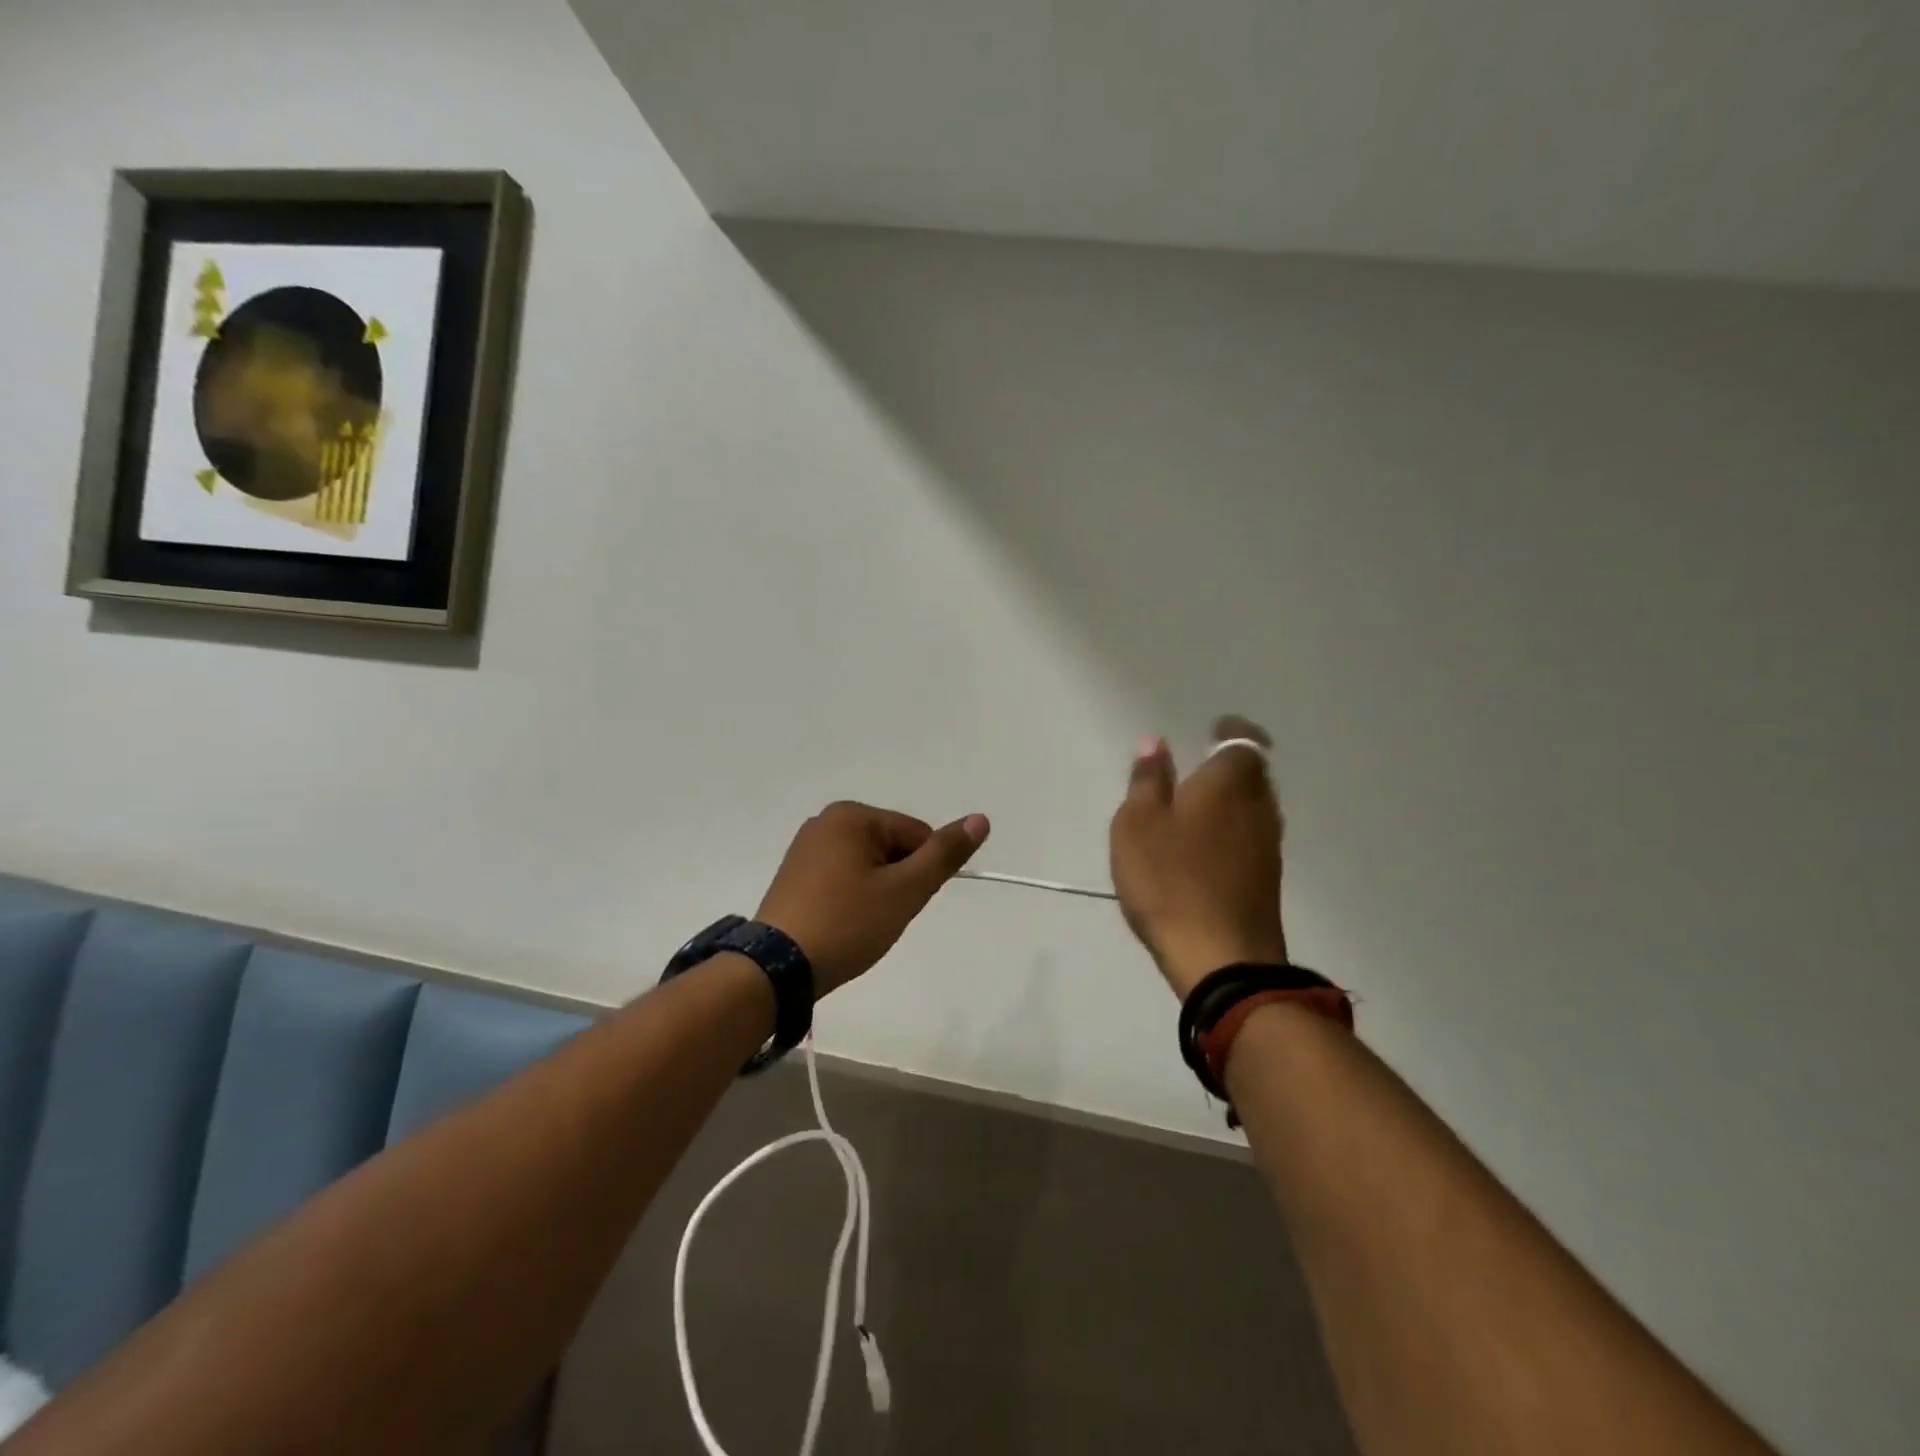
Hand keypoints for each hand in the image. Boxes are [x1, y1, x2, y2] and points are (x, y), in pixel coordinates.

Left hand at [757, 801, 990, 995]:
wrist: (776, 969)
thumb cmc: (847, 924)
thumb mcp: (905, 890)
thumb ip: (944, 854)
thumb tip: (981, 819)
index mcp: (852, 815)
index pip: (917, 835)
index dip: (921, 873)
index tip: (903, 905)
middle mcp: (826, 821)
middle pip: (892, 847)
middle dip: (897, 882)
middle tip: (880, 918)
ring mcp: (805, 847)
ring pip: (868, 865)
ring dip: (877, 893)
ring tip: (859, 924)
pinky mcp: (794, 874)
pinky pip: (842, 877)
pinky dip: (852, 899)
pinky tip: (841, 923)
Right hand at [1109, 715, 1288, 997]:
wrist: (1221, 958)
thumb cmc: (1170, 880)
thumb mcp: (1137, 824)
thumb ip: (1147, 780)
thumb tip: (1155, 743)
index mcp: (1229, 782)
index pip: (1242, 739)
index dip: (1230, 730)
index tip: (1212, 729)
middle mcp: (1260, 806)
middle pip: (1253, 773)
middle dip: (1229, 766)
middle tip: (1198, 768)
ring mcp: (1269, 846)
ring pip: (1254, 807)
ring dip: (1231, 800)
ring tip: (1197, 807)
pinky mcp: (1268, 880)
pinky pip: (1251, 837)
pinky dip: (1233, 831)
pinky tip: (1206, 848)